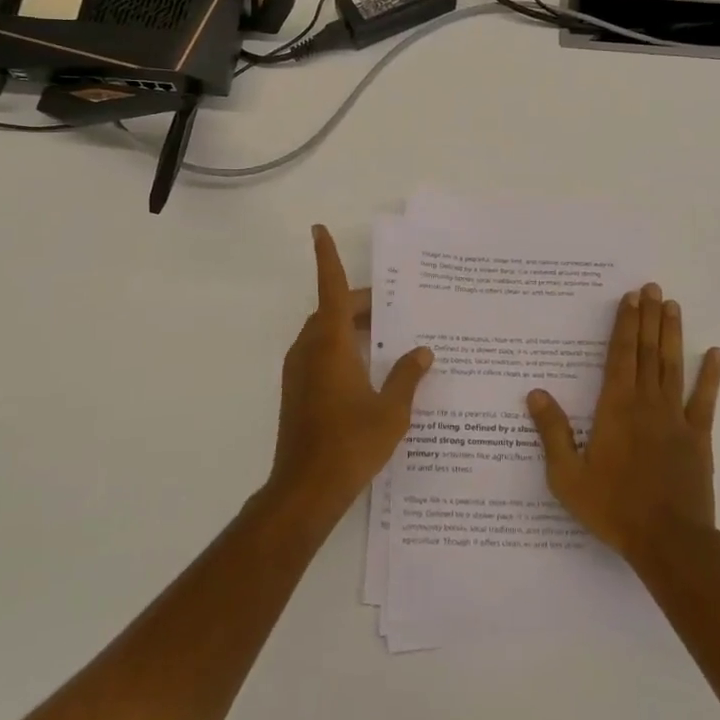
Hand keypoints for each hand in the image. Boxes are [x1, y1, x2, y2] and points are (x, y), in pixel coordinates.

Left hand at [268, 226, 432, 523]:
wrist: (305, 490)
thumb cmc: (350, 444)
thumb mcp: (391, 410)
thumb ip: (407, 377)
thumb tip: (422, 352)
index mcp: (331, 345)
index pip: (330, 289)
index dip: (326, 257)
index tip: (318, 229)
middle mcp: (309, 350)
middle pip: (331, 310)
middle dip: (358, 302)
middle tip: (392, 307)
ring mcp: (299, 371)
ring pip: (324, 332)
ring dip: (349, 326)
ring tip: (386, 336)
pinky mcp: (297, 391)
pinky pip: (319, 352)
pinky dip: (341, 347)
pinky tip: (368, 369)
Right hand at [527, 284, 719, 569]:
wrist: (669, 541)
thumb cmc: (614, 508)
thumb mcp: (568, 476)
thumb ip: (553, 432)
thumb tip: (536, 394)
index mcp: (616, 407)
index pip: (620, 355)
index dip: (625, 324)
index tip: (630, 298)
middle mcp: (647, 403)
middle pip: (647, 351)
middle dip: (648, 317)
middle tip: (652, 288)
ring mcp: (676, 418)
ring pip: (673, 365)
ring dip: (672, 334)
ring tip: (672, 305)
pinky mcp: (698, 437)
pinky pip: (704, 400)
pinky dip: (710, 376)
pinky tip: (715, 353)